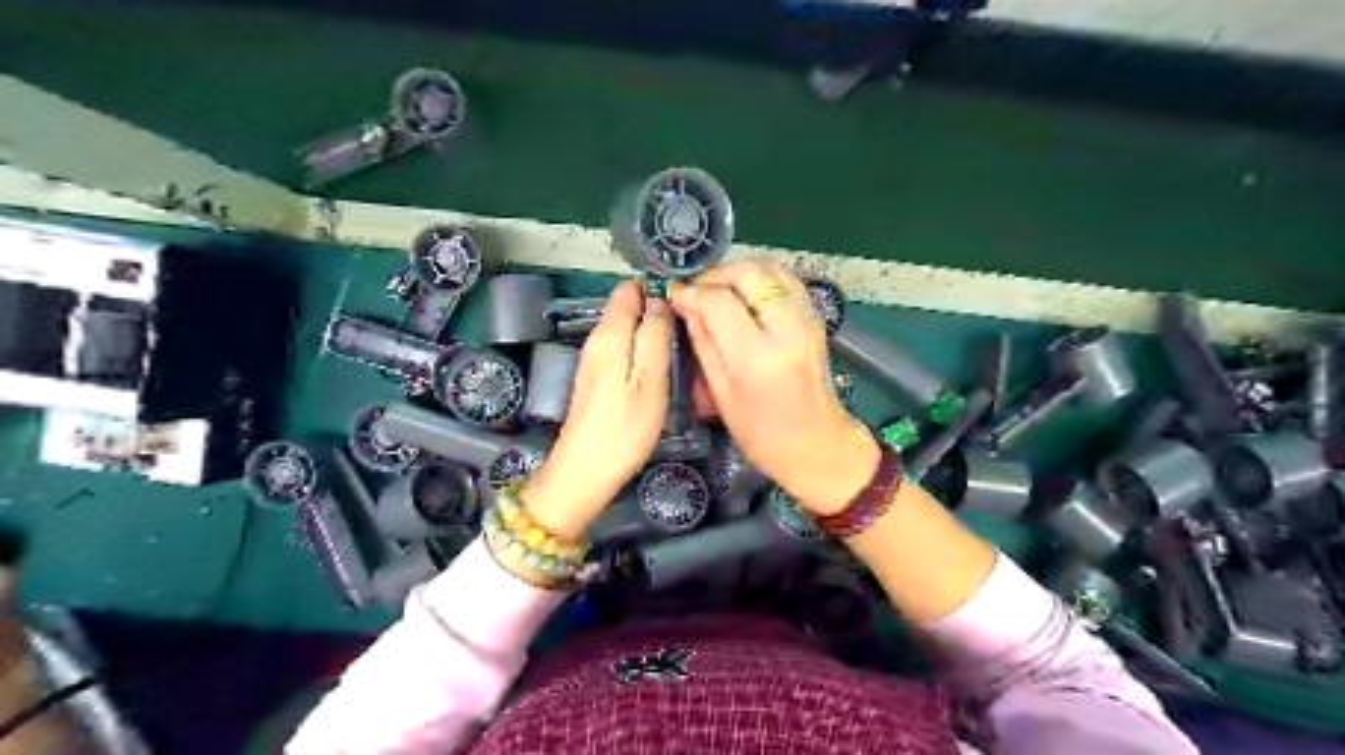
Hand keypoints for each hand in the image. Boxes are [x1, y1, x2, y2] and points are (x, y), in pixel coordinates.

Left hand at [523, 282, 671, 537]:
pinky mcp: (597, 378)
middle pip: (628, 308)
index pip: (630, 289)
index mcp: (610, 333)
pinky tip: (660, 366)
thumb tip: (661, 300)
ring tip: (682, 344)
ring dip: (651, 331)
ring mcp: (595, 360)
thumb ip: (655, 335)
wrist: (585, 471)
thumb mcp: (650, 379)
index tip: (687, 302)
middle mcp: (597, 339)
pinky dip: (642, 350)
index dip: (657, 289)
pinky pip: (623, 349)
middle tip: (691, 328)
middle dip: (657, 310)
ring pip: (627, 329)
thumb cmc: (624, 427)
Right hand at [666, 259, 879, 512]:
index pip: (719, 301)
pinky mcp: (816, 318)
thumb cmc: (761, 432)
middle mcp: (787, 328)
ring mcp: (807, 319)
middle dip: (716, 275)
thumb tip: (685, 304)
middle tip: (698, 291)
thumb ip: (703, 342)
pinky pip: (787, 280)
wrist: (818, 444)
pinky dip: (762, 278)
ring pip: (771, 269)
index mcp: (758, 356)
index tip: (675, 294)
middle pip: (750, 273)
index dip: (692, 292)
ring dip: (740, 272)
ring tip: (719, 291)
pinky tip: (746, 295)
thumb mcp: (721, 393)